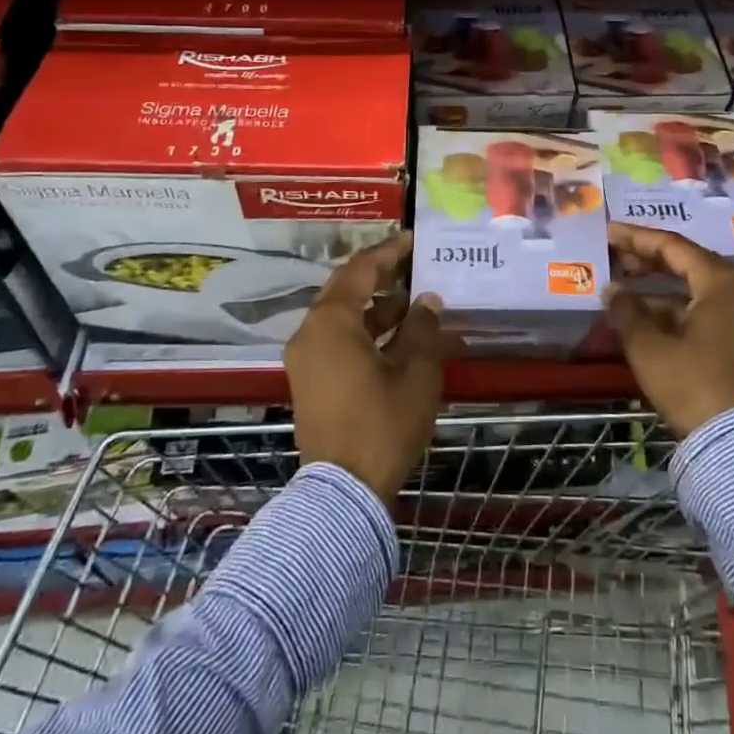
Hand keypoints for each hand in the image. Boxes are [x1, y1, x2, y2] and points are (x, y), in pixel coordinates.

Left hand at [285, 233, 443, 502]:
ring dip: (376, 307)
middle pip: (346, 290)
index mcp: (331, 322)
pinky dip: (365, 331)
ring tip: (415, 301)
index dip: (389, 252)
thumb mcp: (415, 373)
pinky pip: (338, 340)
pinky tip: (398, 336)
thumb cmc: (382, 424)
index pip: (360, 270)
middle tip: (415, 266)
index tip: (413, 240)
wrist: (343, 492)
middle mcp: (310, 333)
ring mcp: (306, 359)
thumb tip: (426, 301)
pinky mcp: (310, 382)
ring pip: (342, 317)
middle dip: (382, 277)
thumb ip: (423, 329)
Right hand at [606, 222, 733, 437]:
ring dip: (655, 287)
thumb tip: (611, 289)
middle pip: (685, 263)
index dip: (635, 238)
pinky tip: (641, 317)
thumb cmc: (692, 384)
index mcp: (720, 281)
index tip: (607, 232)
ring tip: (619, 287)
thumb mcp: (649, 347)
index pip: (672, 245)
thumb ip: (626, 311)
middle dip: (645, 260)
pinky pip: (700, 311)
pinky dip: (670, 310)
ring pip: (691, 289)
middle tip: (611, 256)